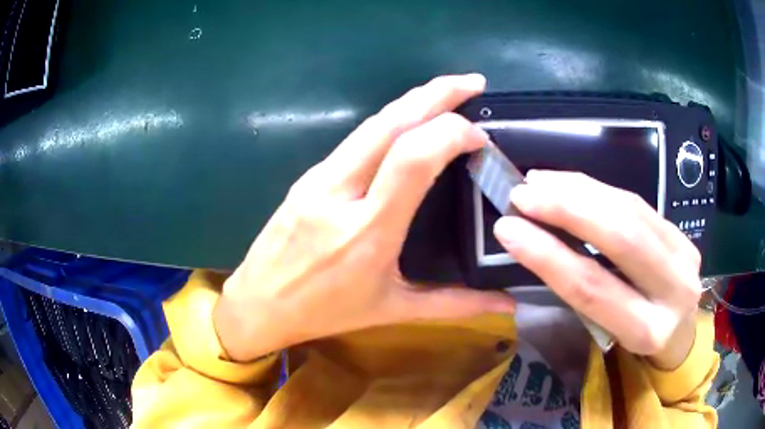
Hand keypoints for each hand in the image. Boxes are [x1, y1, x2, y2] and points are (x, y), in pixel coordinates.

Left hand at [215, 74, 515, 361]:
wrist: (259, 304)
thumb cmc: (325, 313)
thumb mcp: (393, 310)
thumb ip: (456, 305)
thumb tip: (507, 305)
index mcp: (368, 231)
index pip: (413, 158)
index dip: (450, 134)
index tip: (479, 137)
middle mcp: (340, 193)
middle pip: (390, 124)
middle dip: (436, 93)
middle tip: (473, 81)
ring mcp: (318, 179)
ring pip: (371, 124)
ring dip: (413, 100)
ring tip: (448, 91)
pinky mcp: (307, 176)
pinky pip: (355, 138)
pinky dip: (390, 121)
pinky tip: (409, 121)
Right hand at [494, 171, 701, 368]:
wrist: (680, 334)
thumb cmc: (635, 341)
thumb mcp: (608, 333)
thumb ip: (584, 292)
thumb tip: (537, 243)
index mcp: (647, 332)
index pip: (594, 289)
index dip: (549, 256)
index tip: (508, 230)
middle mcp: (674, 292)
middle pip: (622, 238)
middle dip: (568, 209)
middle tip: (523, 193)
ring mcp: (685, 255)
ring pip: (631, 210)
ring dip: (580, 190)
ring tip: (539, 181)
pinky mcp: (683, 233)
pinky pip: (638, 202)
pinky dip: (600, 189)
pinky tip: (572, 183)